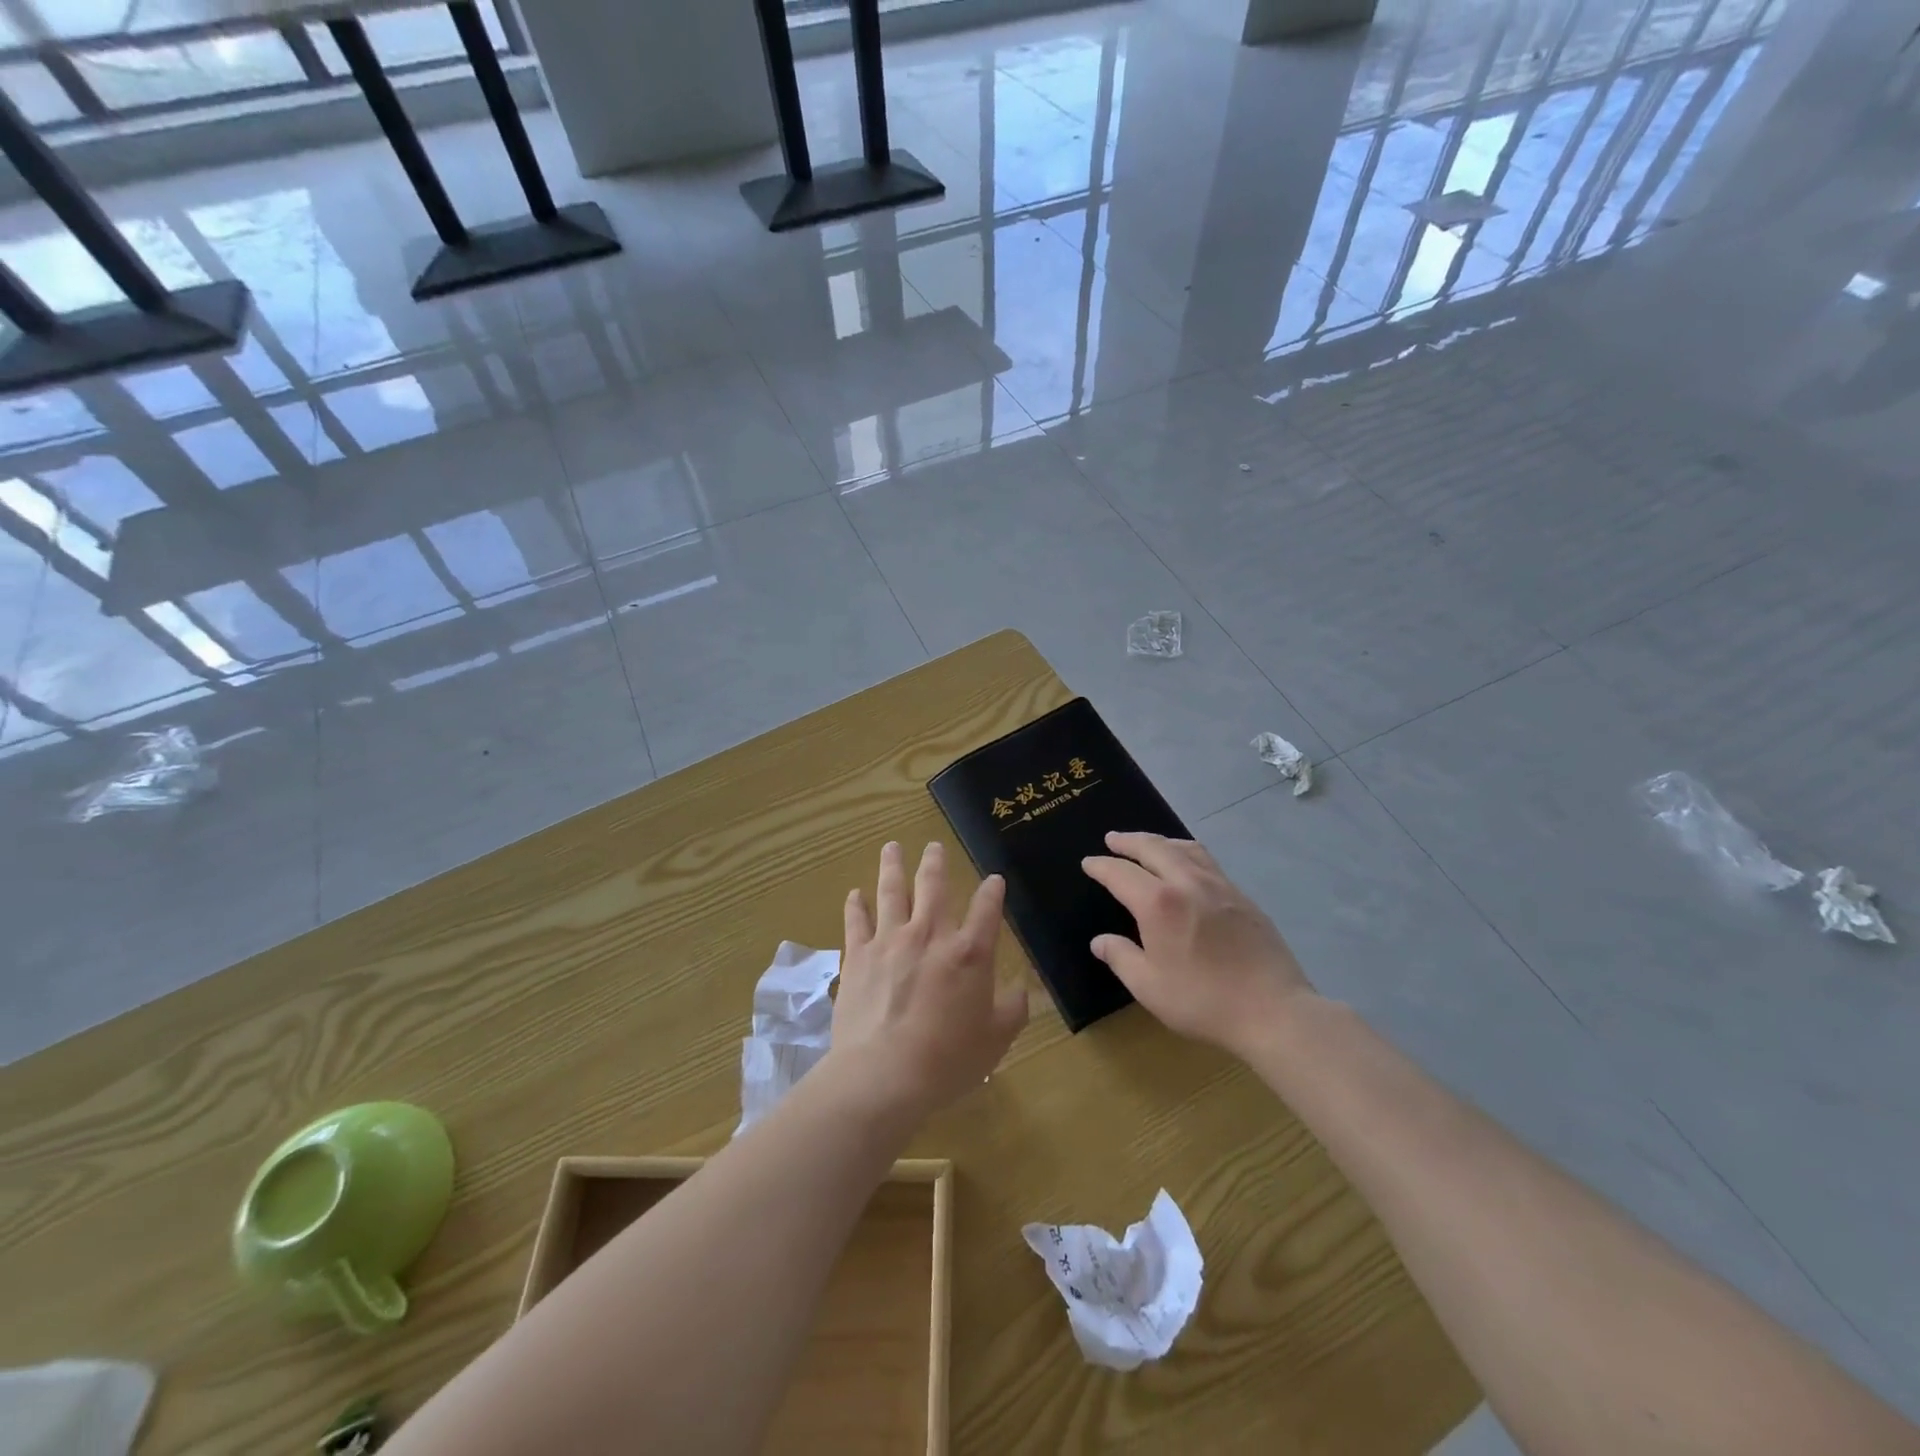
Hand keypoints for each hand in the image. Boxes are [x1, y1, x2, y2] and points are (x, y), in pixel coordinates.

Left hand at [830, 841, 1028, 1120]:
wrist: (884, 1074)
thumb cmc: (947, 1060)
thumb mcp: (996, 1039)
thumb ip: (1013, 1009)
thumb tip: (1021, 989)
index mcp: (969, 953)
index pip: (987, 909)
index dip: (993, 891)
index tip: (994, 879)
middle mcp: (930, 935)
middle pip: (933, 886)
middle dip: (936, 863)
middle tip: (934, 846)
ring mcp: (890, 941)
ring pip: (892, 891)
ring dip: (893, 866)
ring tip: (892, 847)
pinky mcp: (858, 955)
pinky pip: (856, 920)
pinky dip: (856, 904)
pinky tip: (855, 893)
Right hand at [1081, 831, 1313, 1057]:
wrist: (1273, 1010)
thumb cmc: (1203, 1001)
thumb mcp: (1149, 987)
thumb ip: (1120, 958)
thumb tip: (1100, 941)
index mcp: (1158, 903)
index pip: (1121, 874)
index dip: (1102, 866)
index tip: (1089, 862)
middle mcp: (1187, 883)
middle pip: (1154, 848)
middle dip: (1129, 841)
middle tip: (1113, 839)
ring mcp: (1220, 886)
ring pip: (1185, 848)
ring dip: (1161, 841)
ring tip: (1149, 844)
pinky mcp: (1243, 897)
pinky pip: (1208, 861)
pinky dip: (1187, 853)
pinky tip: (1188, 867)